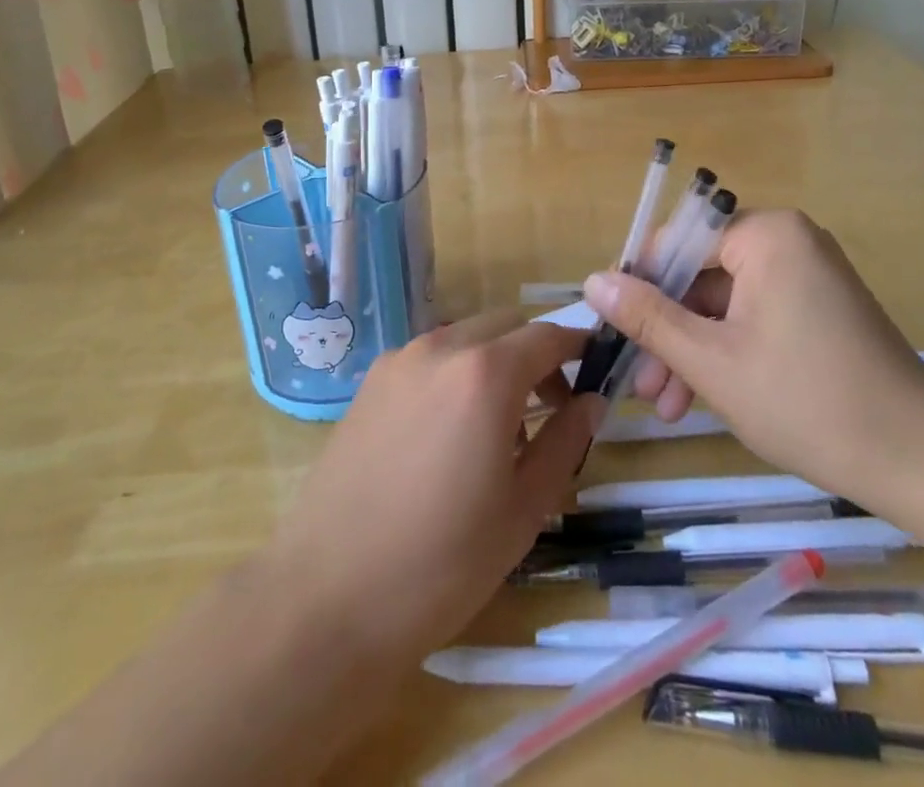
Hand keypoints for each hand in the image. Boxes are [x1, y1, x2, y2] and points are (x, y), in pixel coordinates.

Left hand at [261, 312, 600, 670]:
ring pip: (464, 338)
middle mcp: (440, 348)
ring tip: (498, 428)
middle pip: (504, 326)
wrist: (328, 598)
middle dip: (535, 353)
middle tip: (551, 406)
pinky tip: (448, 434)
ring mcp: (398, 362)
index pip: (546, 336)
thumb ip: (565, 442)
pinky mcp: (369, 383)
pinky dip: (455, 373)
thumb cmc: (442, 562)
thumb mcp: (524, 508)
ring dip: (494, 361)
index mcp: (485, 374)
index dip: (576, 347)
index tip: (595, 371)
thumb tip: (592, 401)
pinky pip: (428, 359)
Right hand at [585, 209, 923, 508]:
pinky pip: (754, 316)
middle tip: (641, 384)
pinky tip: (703, 398)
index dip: (639, 284)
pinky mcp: (820, 309)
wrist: (923, 462)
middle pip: (701, 275)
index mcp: (766, 235)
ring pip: (725, 303)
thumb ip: (648, 317)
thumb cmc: (807, 400)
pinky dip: (727, 351)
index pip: (677, 241)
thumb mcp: (711, 360)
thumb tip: (593, 281)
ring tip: (667, 406)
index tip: (612, 329)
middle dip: (667, 331)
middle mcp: (788, 241)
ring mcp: (808, 276)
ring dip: (692, 349)